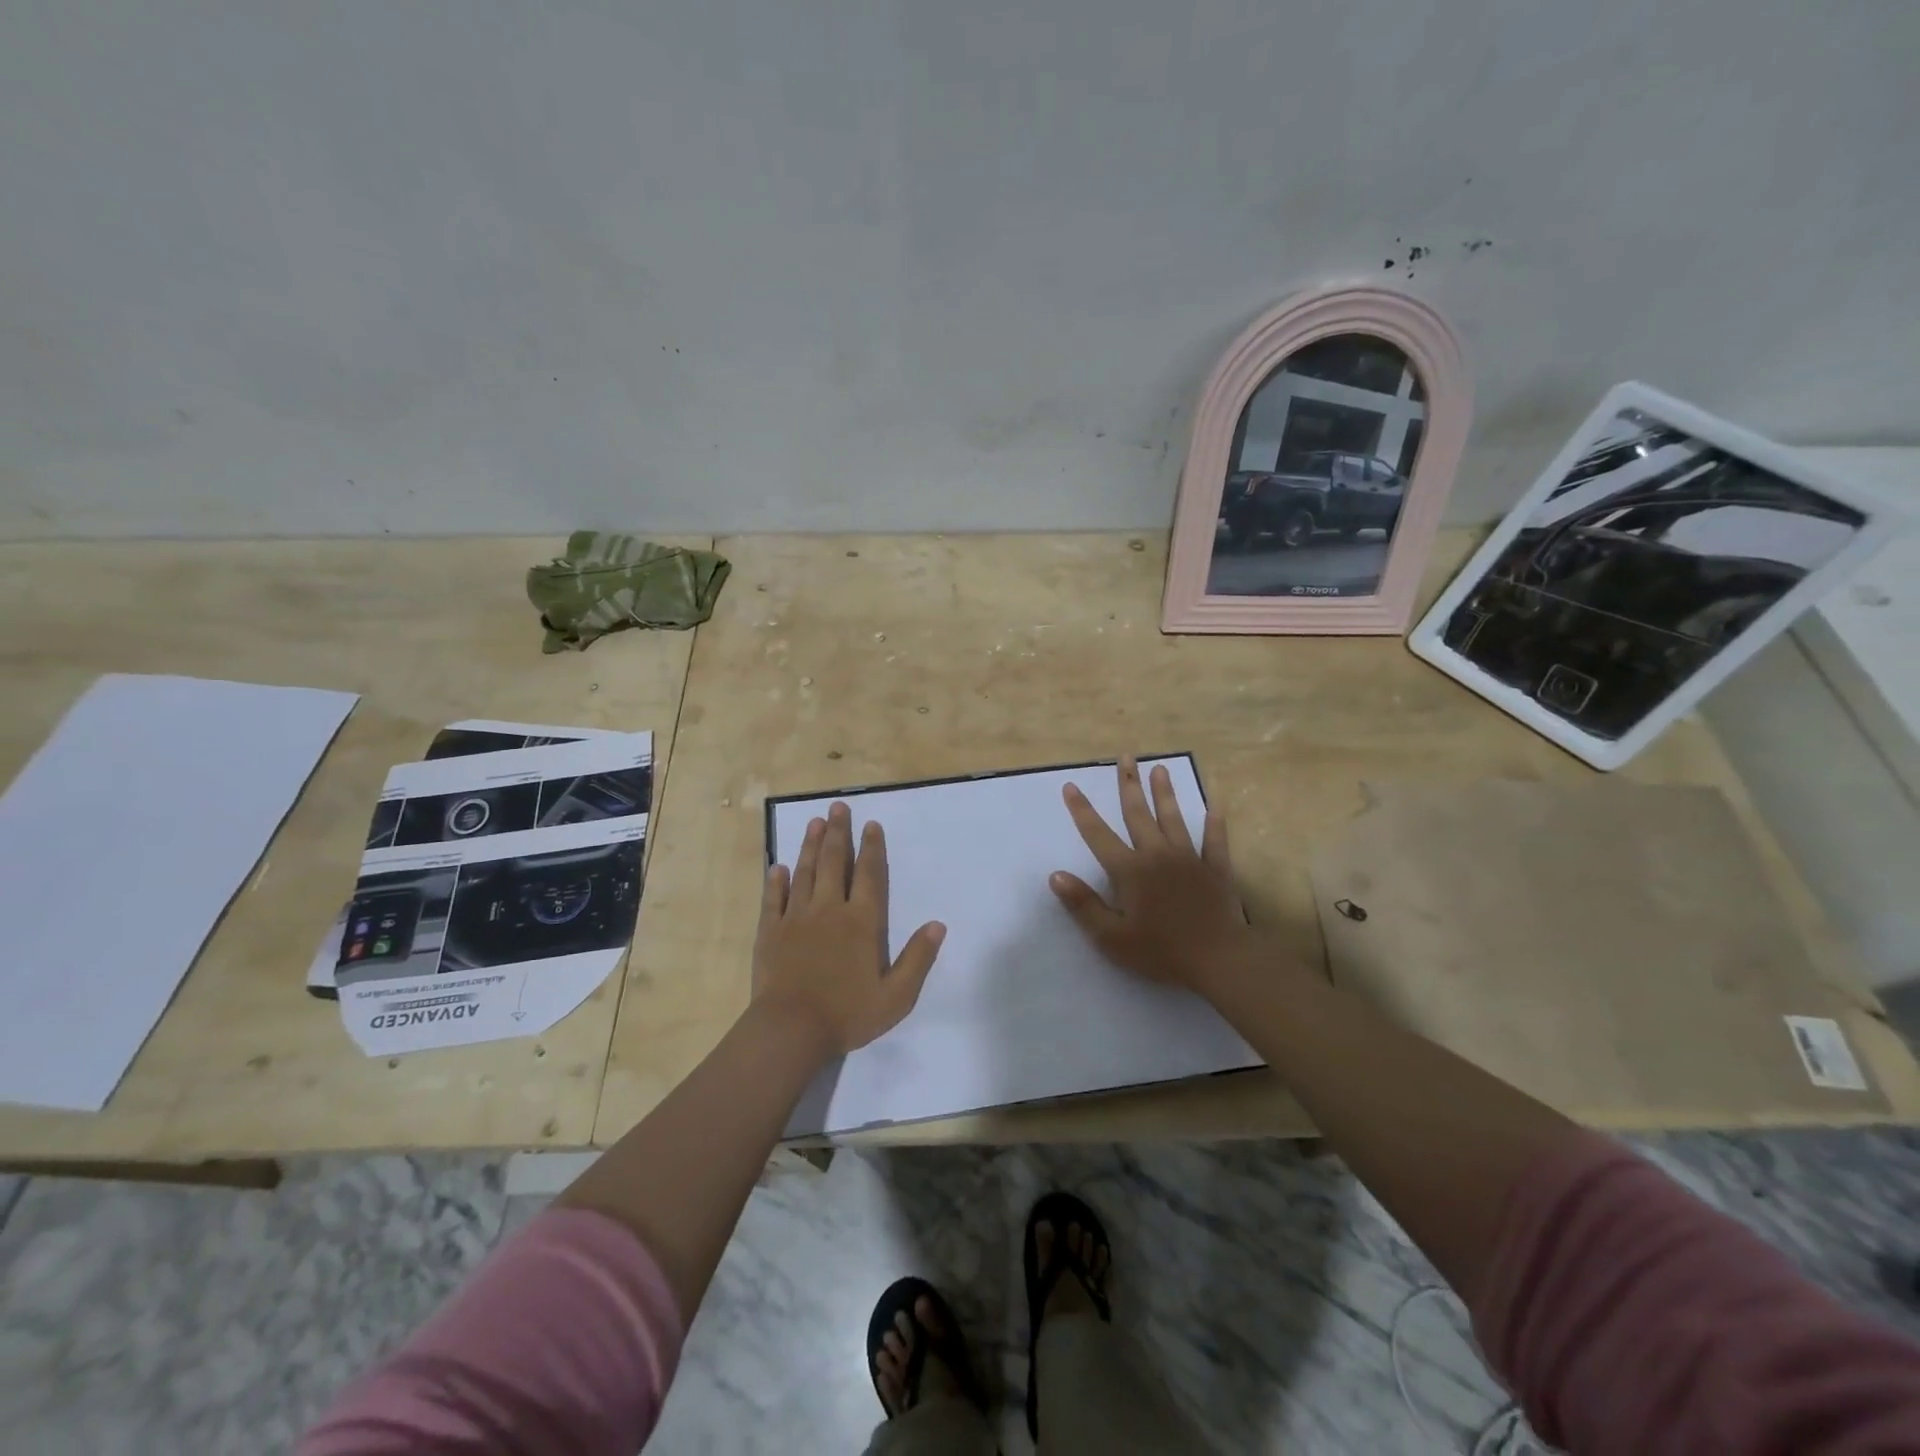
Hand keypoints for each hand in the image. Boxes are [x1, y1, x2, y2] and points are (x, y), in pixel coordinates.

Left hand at [753, 801, 946, 1057]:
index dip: (871, 848)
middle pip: (833, 862)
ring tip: (813, 822)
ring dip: (809, 846)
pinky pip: (774, 899)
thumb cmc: (848, 1014)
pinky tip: (778, 867)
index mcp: (862, 921)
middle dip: (837, 833)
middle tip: (837, 807)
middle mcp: (829, 910)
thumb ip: (918, 959)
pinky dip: (776, 881)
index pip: (869, 875)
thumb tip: (938, 925)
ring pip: (804, 872)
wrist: (791, 1030)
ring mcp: (796, 918)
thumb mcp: (896, 996)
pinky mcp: (770, 931)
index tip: (870, 825)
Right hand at [1049, 757, 1265, 996]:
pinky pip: (1215, 840)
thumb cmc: (1161, 952)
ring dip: (1165, 792)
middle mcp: (1157, 855)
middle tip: (1125, 756)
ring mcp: (1190, 858)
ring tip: (1160, 768)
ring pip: (1174, 818)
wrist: (1219, 960)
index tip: (1071, 786)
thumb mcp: (1112, 937)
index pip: (1098, 834)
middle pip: (1138, 814)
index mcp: (1130, 871)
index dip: (1082, 810)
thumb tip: (1056, 875)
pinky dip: (1214, 822)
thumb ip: (1083, 905)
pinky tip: (1214, 805)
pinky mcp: (1216, 869)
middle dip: (1128, 784)